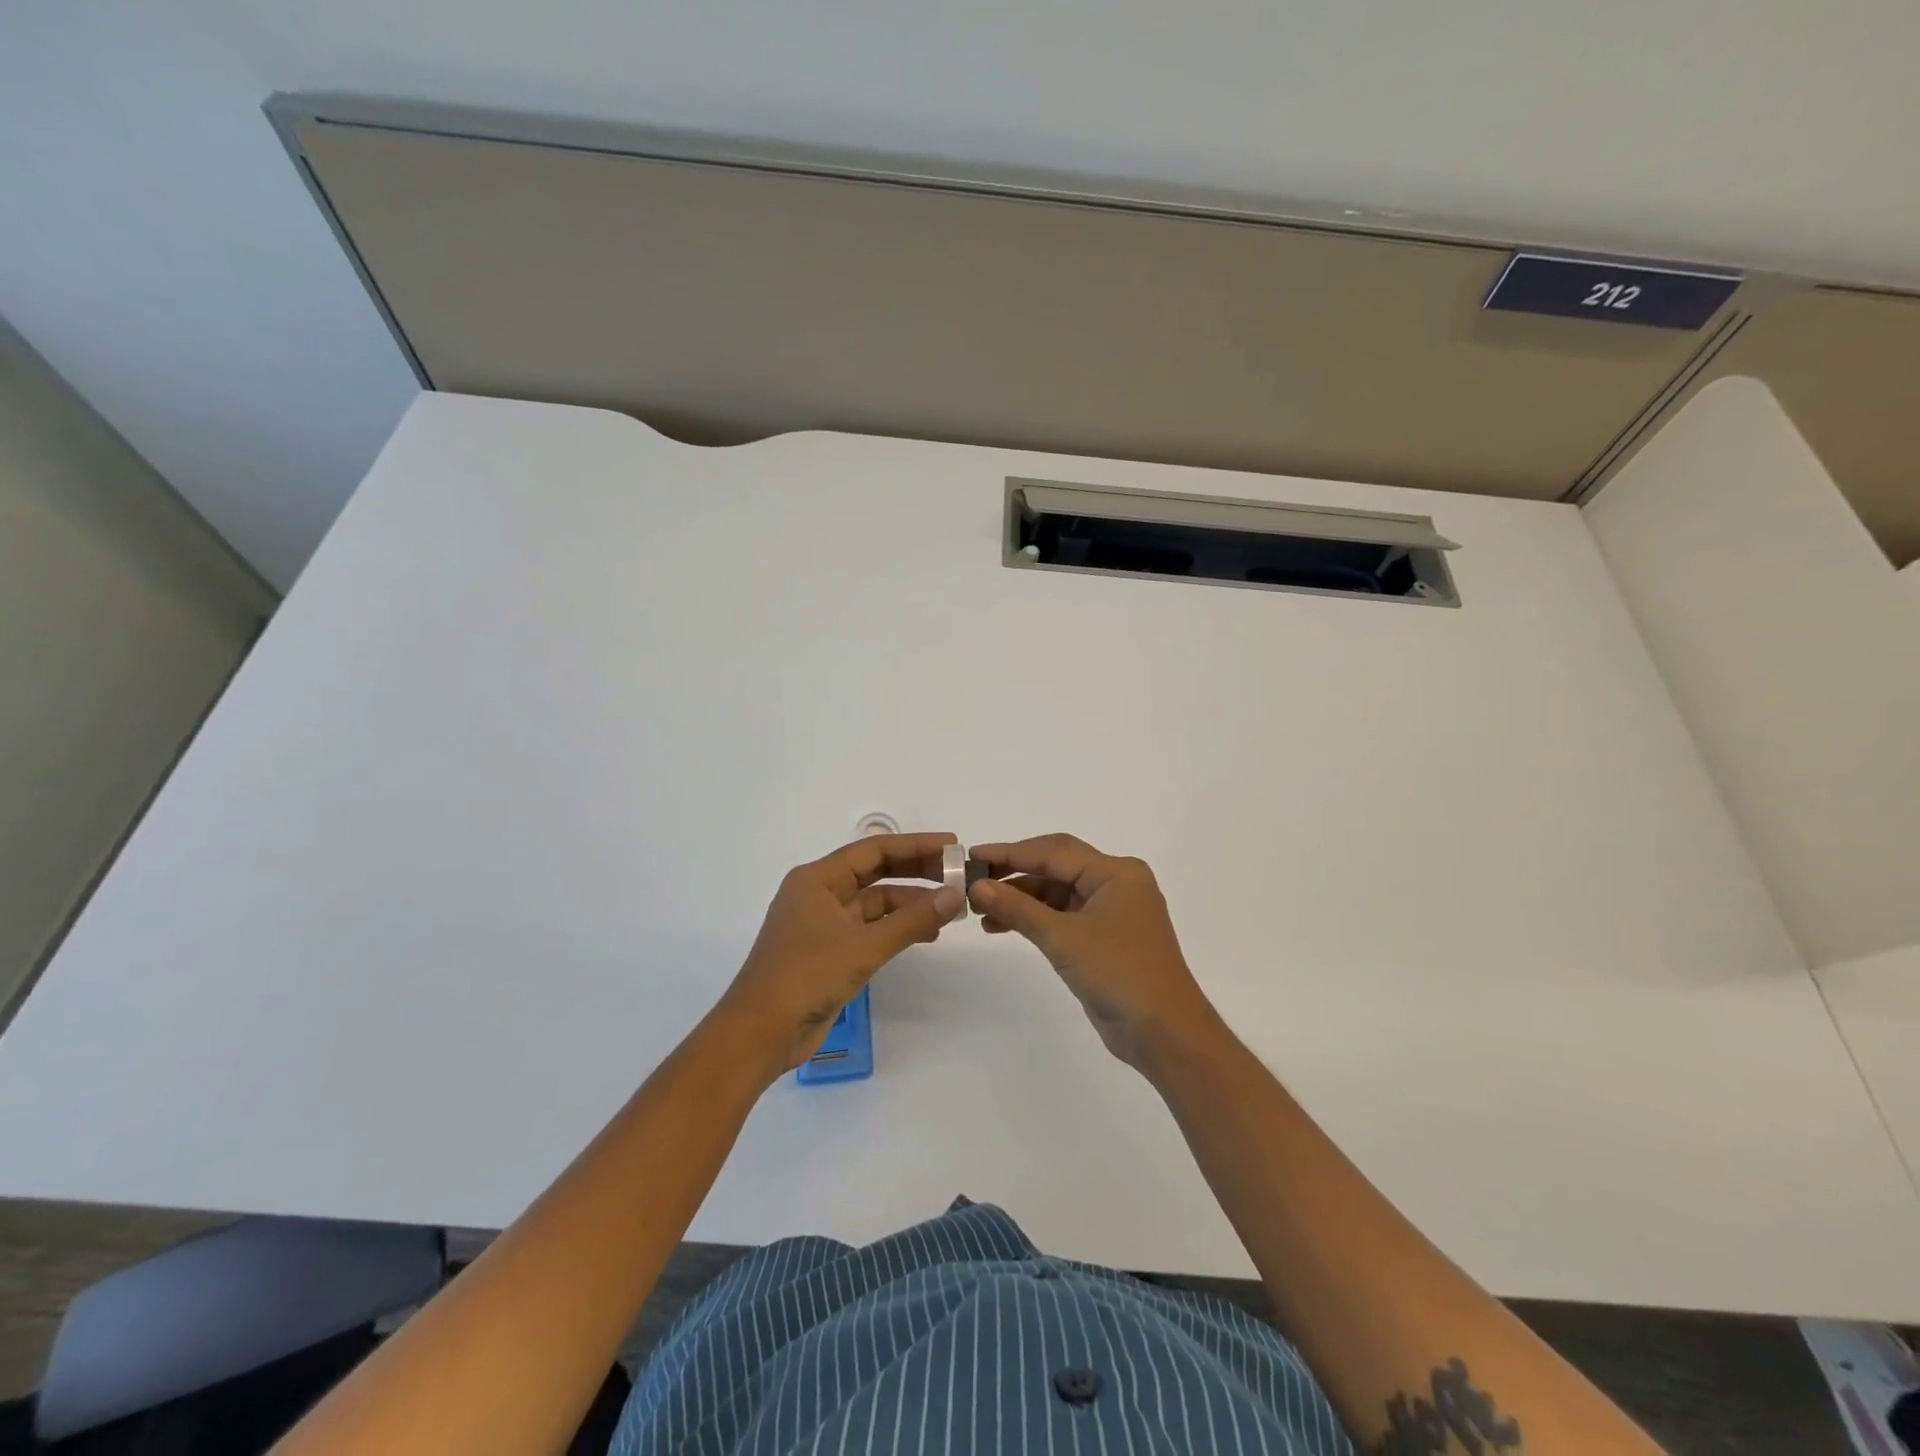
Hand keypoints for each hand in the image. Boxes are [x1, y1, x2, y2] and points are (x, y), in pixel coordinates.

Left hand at [716, 833, 964, 1078]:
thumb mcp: (863, 947)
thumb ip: (911, 920)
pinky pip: (871, 929)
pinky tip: (927, 934)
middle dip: (916, 872)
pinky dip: (897, 928)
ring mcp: (824, 924)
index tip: (951, 845)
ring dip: (911, 904)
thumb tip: (955, 895)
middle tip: (957, 874)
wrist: (760, 1034)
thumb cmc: (805, 977)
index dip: (914, 845)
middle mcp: (820, 894)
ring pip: (875, 904)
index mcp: (817, 880)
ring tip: (950, 909)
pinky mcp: (830, 952)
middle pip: (875, 873)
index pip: (873, 850)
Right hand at [968, 834, 1222, 1072]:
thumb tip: (977, 886)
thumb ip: (1018, 909)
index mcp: (1115, 872)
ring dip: (1021, 899)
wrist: (1164, 1033)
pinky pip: (1063, 916)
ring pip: (1057, 893)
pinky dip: (1035, 919)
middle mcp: (1116, 884)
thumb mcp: (1063, 938)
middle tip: (973, 880)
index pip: (1054, 852)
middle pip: (1056, 867)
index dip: (1010, 853)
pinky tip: (1002, 926)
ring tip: (980, 909)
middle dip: (1014, 873)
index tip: (972, 855)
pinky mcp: (1105, 937)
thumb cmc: (1119, 974)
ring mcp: (1112, 911)